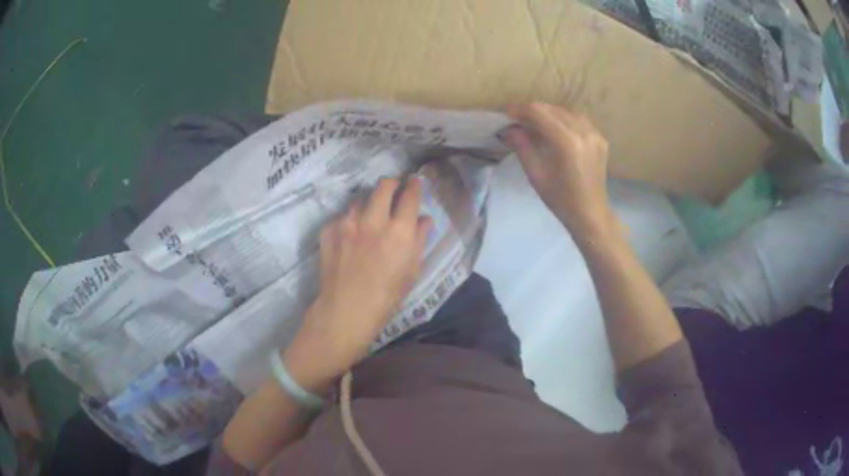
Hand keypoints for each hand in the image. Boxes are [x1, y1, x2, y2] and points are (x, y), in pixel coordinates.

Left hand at [283, 178, 431, 391]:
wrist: (346, 309)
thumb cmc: (387, 296)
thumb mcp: (412, 270)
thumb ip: (419, 239)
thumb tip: (424, 219)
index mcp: (399, 231)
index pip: (409, 195)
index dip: (414, 185)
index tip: (414, 181)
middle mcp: (374, 220)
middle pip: (383, 186)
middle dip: (391, 183)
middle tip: (393, 189)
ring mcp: (348, 223)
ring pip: (360, 199)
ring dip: (368, 203)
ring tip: (369, 217)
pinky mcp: (329, 230)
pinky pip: (342, 217)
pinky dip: (349, 222)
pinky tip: (349, 237)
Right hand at [505, 103, 617, 239]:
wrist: (590, 214)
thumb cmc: (560, 199)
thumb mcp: (536, 174)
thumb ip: (522, 146)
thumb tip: (509, 128)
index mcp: (566, 142)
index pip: (538, 112)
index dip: (520, 110)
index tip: (507, 114)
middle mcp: (583, 131)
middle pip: (552, 109)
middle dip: (532, 111)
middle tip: (518, 121)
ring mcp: (595, 134)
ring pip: (565, 111)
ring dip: (548, 114)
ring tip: (536, 124)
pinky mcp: (600, 139)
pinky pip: (579, 120)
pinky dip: (564, 120)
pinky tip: (556, 130)